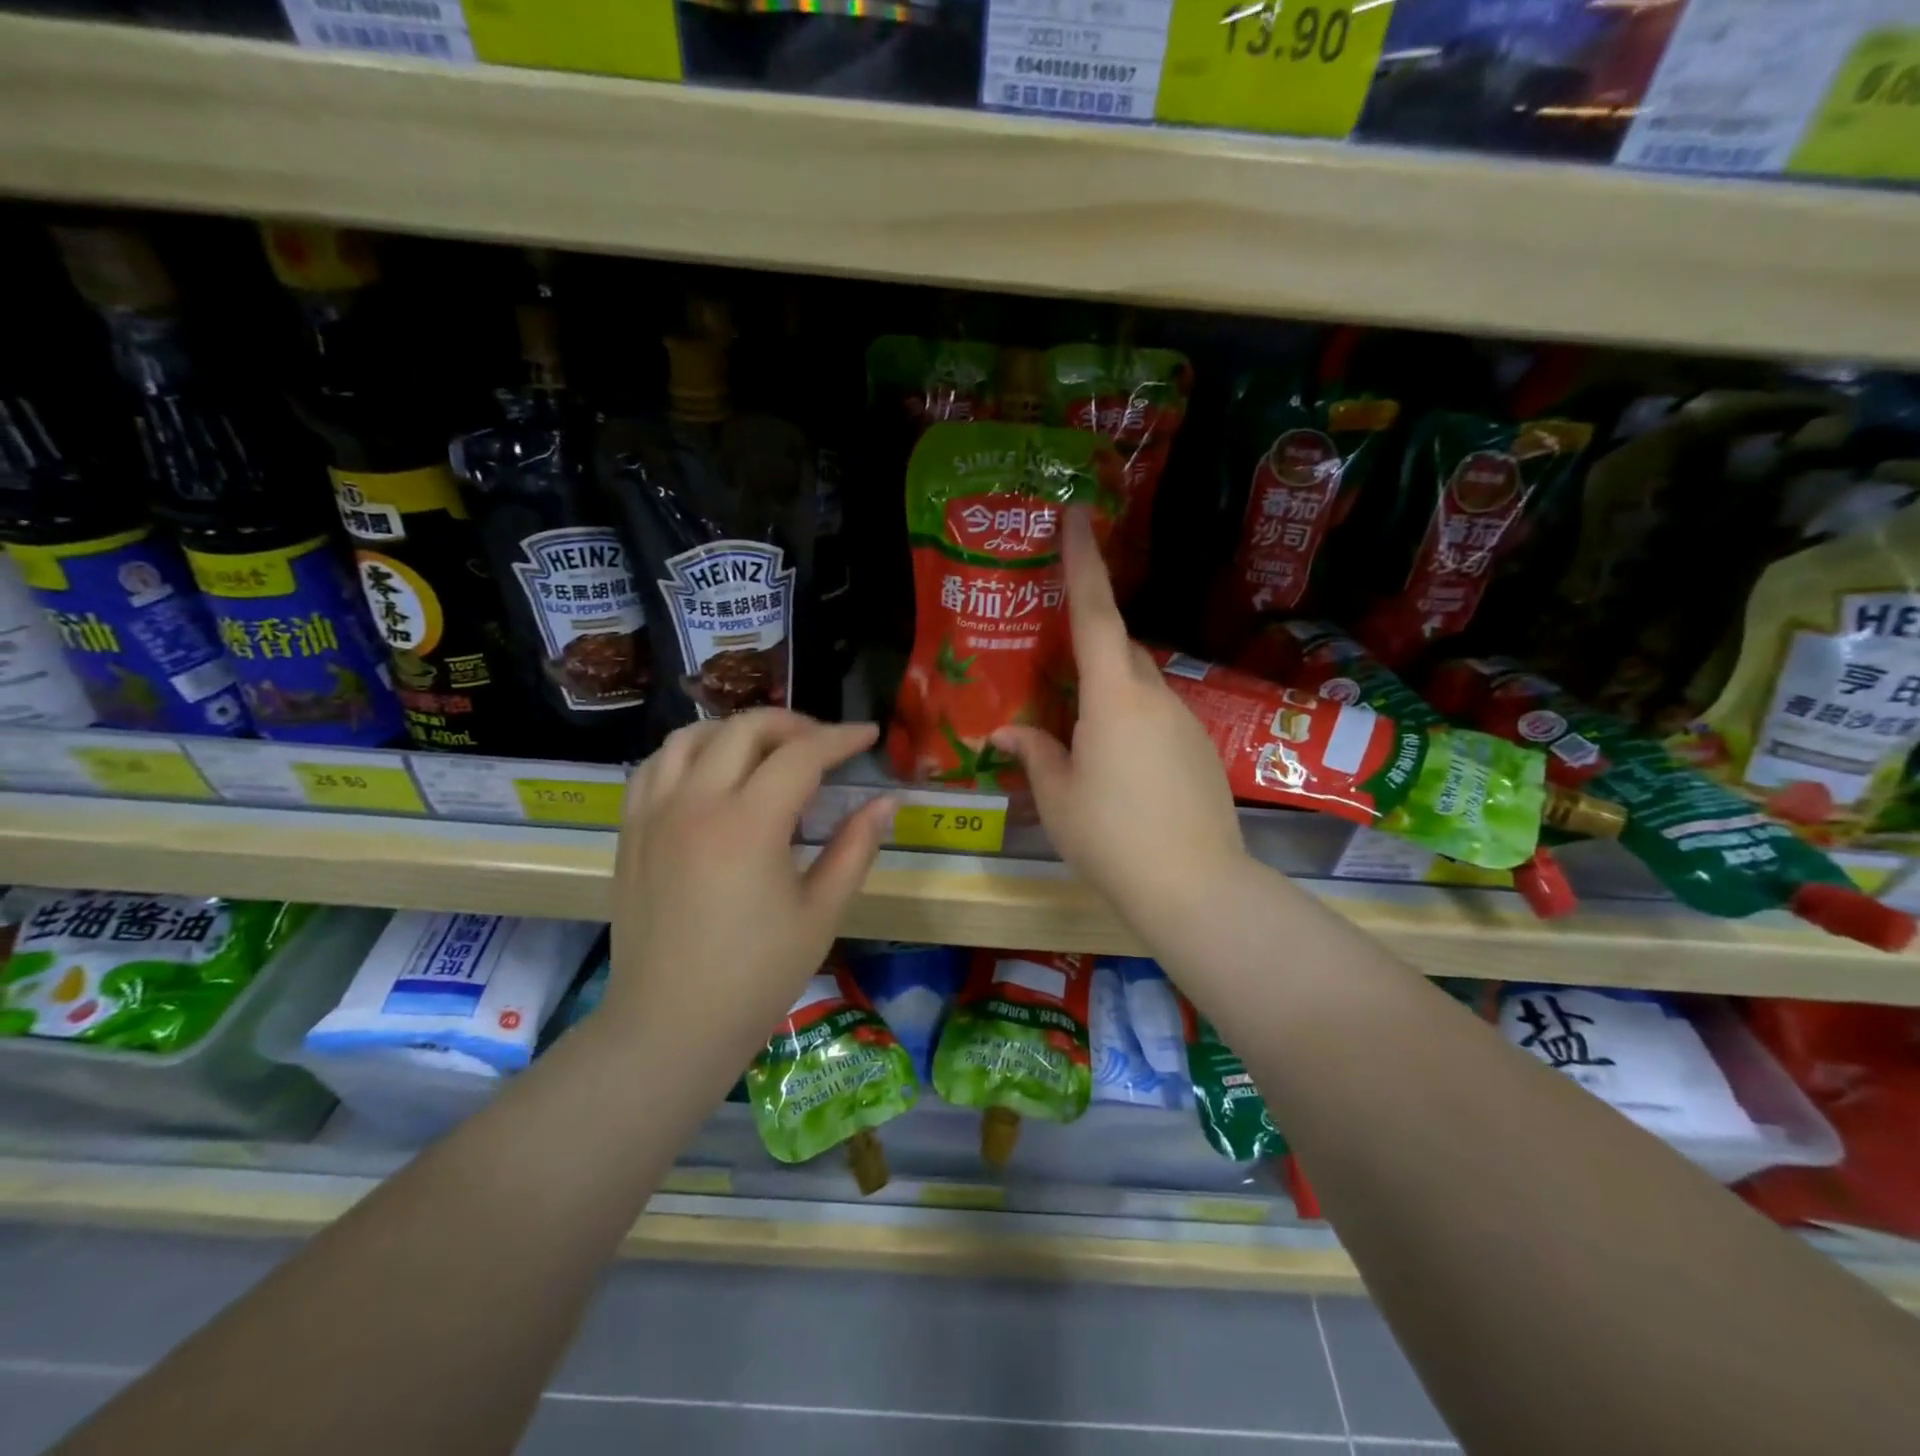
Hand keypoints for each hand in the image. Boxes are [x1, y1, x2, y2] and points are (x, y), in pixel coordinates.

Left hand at [605, 709, 893, 1093]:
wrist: (670, 1026)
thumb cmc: (756, 976)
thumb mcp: (821, 913)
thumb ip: (855, 848)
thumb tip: (886, 802)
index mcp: (748, 825)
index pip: (801, 754)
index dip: (841, 738)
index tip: (869, 735)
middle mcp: (695, 803)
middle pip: (745, 729)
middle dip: (793, 724)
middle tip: (824, 744)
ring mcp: (654, 814)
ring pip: (692, 736)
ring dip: (737, 730)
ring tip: (767, 751)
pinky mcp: (630, 831)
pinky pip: (655, 766)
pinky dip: (689, 753)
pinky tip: (711, 774)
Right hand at [991, 508, 1246, 936]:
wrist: (1195, 887)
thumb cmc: (1112, 838)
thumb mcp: (1057, 797)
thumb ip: (1035, 754)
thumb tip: (1009, 732)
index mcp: (1114, 698)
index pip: (1094, 614)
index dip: (1083, 561)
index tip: (1077, 514)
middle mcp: (1155, 696)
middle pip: (1118, 649)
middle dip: (1086, 645)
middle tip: (1053, 664)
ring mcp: (1186, 722)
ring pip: (1139, 686)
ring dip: (1107, 694)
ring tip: (1078, 734)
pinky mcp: (1201, 749)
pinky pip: (1157, 717)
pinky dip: (1130, 723)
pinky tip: (1117, 768)